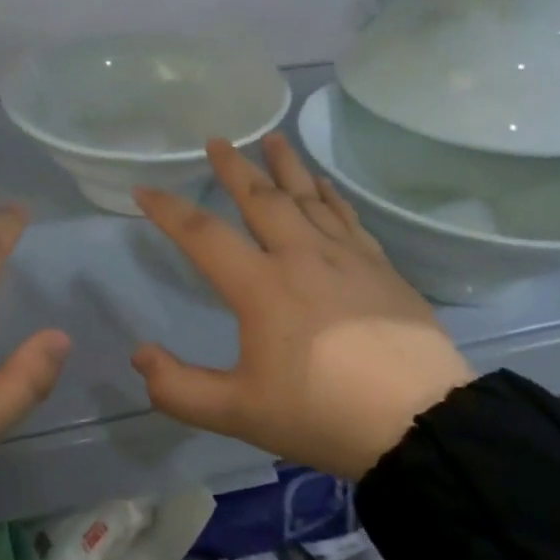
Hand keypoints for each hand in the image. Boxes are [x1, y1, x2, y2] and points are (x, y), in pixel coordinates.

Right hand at [131, 137, 472, 481]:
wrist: (419, 421)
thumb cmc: (322, 415)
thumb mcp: (239, 413)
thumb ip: (180, 389)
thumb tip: (140, 355)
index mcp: (261, 286)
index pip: (203, 236)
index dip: (169, 210)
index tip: (146, 188)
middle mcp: (301, 256)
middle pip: (261, 199)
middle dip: (234, 168)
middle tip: (218, 140)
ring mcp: (346, 256)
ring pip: (308, 197)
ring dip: (286, 166)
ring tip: (273, 138)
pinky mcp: (380, 266)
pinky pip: (347, 216)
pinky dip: (330, 194)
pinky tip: (324, 183)